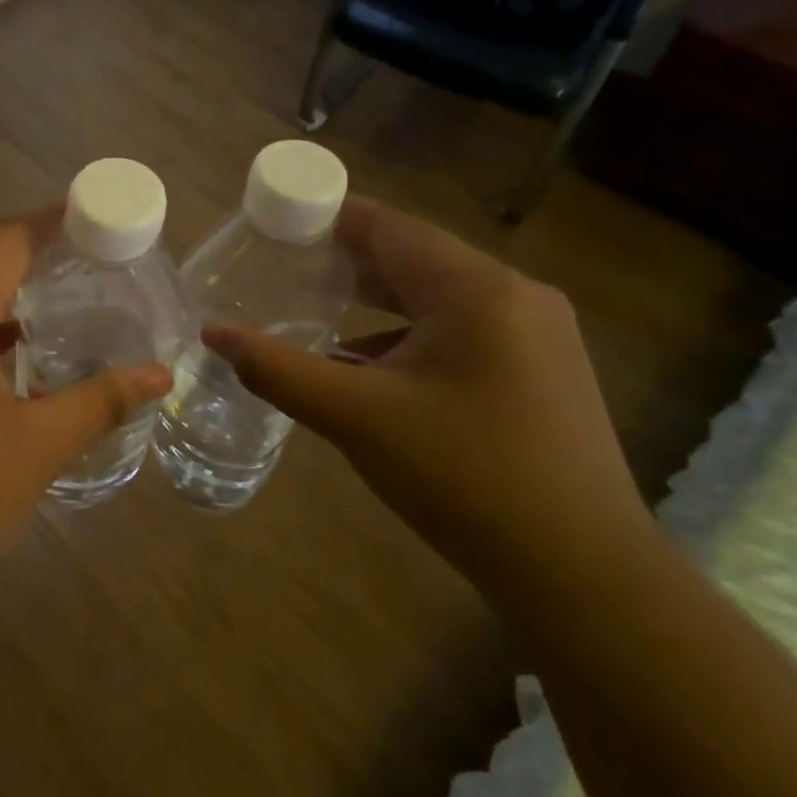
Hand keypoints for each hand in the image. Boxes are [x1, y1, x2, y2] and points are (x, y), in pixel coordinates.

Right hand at [203, 199, 651, 607]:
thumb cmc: (465, 478)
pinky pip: (458, 333)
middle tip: (280, 267)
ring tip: (312, 309)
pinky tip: (367, 367)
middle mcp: (515, 296)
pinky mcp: (539, 373)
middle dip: (345, 263)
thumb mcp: (357, 418)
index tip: (273, 223)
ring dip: (374, 303)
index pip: (388, 227)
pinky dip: (406, 338)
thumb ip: (278, 369)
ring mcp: (536, 336)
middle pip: (412, 259)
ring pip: (435, 299)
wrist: (584, 578)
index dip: (327, 218)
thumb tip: (212, 334)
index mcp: (478, 289)